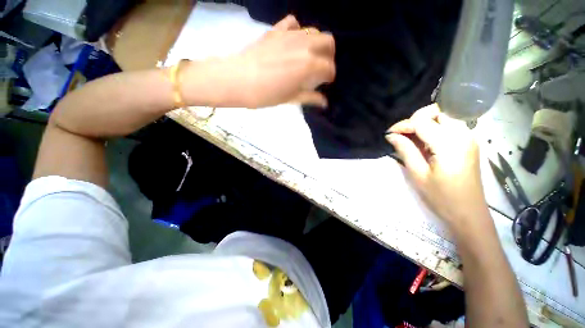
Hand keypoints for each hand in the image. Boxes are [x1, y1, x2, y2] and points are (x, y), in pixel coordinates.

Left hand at [184, 15, 335, 108]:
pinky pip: (293, 23)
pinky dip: (297, 32)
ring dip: (316, 44)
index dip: (329, 76)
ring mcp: (290, 34)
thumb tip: (324, 102)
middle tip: (321, 67)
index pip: (329, 68)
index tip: (325, 83)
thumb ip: (310, 97)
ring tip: (308, 57)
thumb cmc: (266, 94)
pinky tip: (292, 43)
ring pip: (313, 31)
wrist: (238, 79)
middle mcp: (304, 45)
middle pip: (328, 41)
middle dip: (329, 55)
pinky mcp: (277, 29)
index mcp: (309, 64)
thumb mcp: (290, 98)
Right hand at [385, 104, 487, 229]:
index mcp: (449, 144)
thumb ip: (405, 150)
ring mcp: (469, 138)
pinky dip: (434, 128)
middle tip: (402, 134)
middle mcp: (463, 135)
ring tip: (411, 138)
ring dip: (425, 122)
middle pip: (438, 111)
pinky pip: (450, 126)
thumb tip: (391, 135)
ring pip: (444, 116)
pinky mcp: (469, 143)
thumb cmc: (441, 197)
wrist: (469, 214)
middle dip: (416, 118)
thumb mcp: (418, 174)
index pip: (422, 122)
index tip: (389, 134)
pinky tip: (424, 142)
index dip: (403, 125)